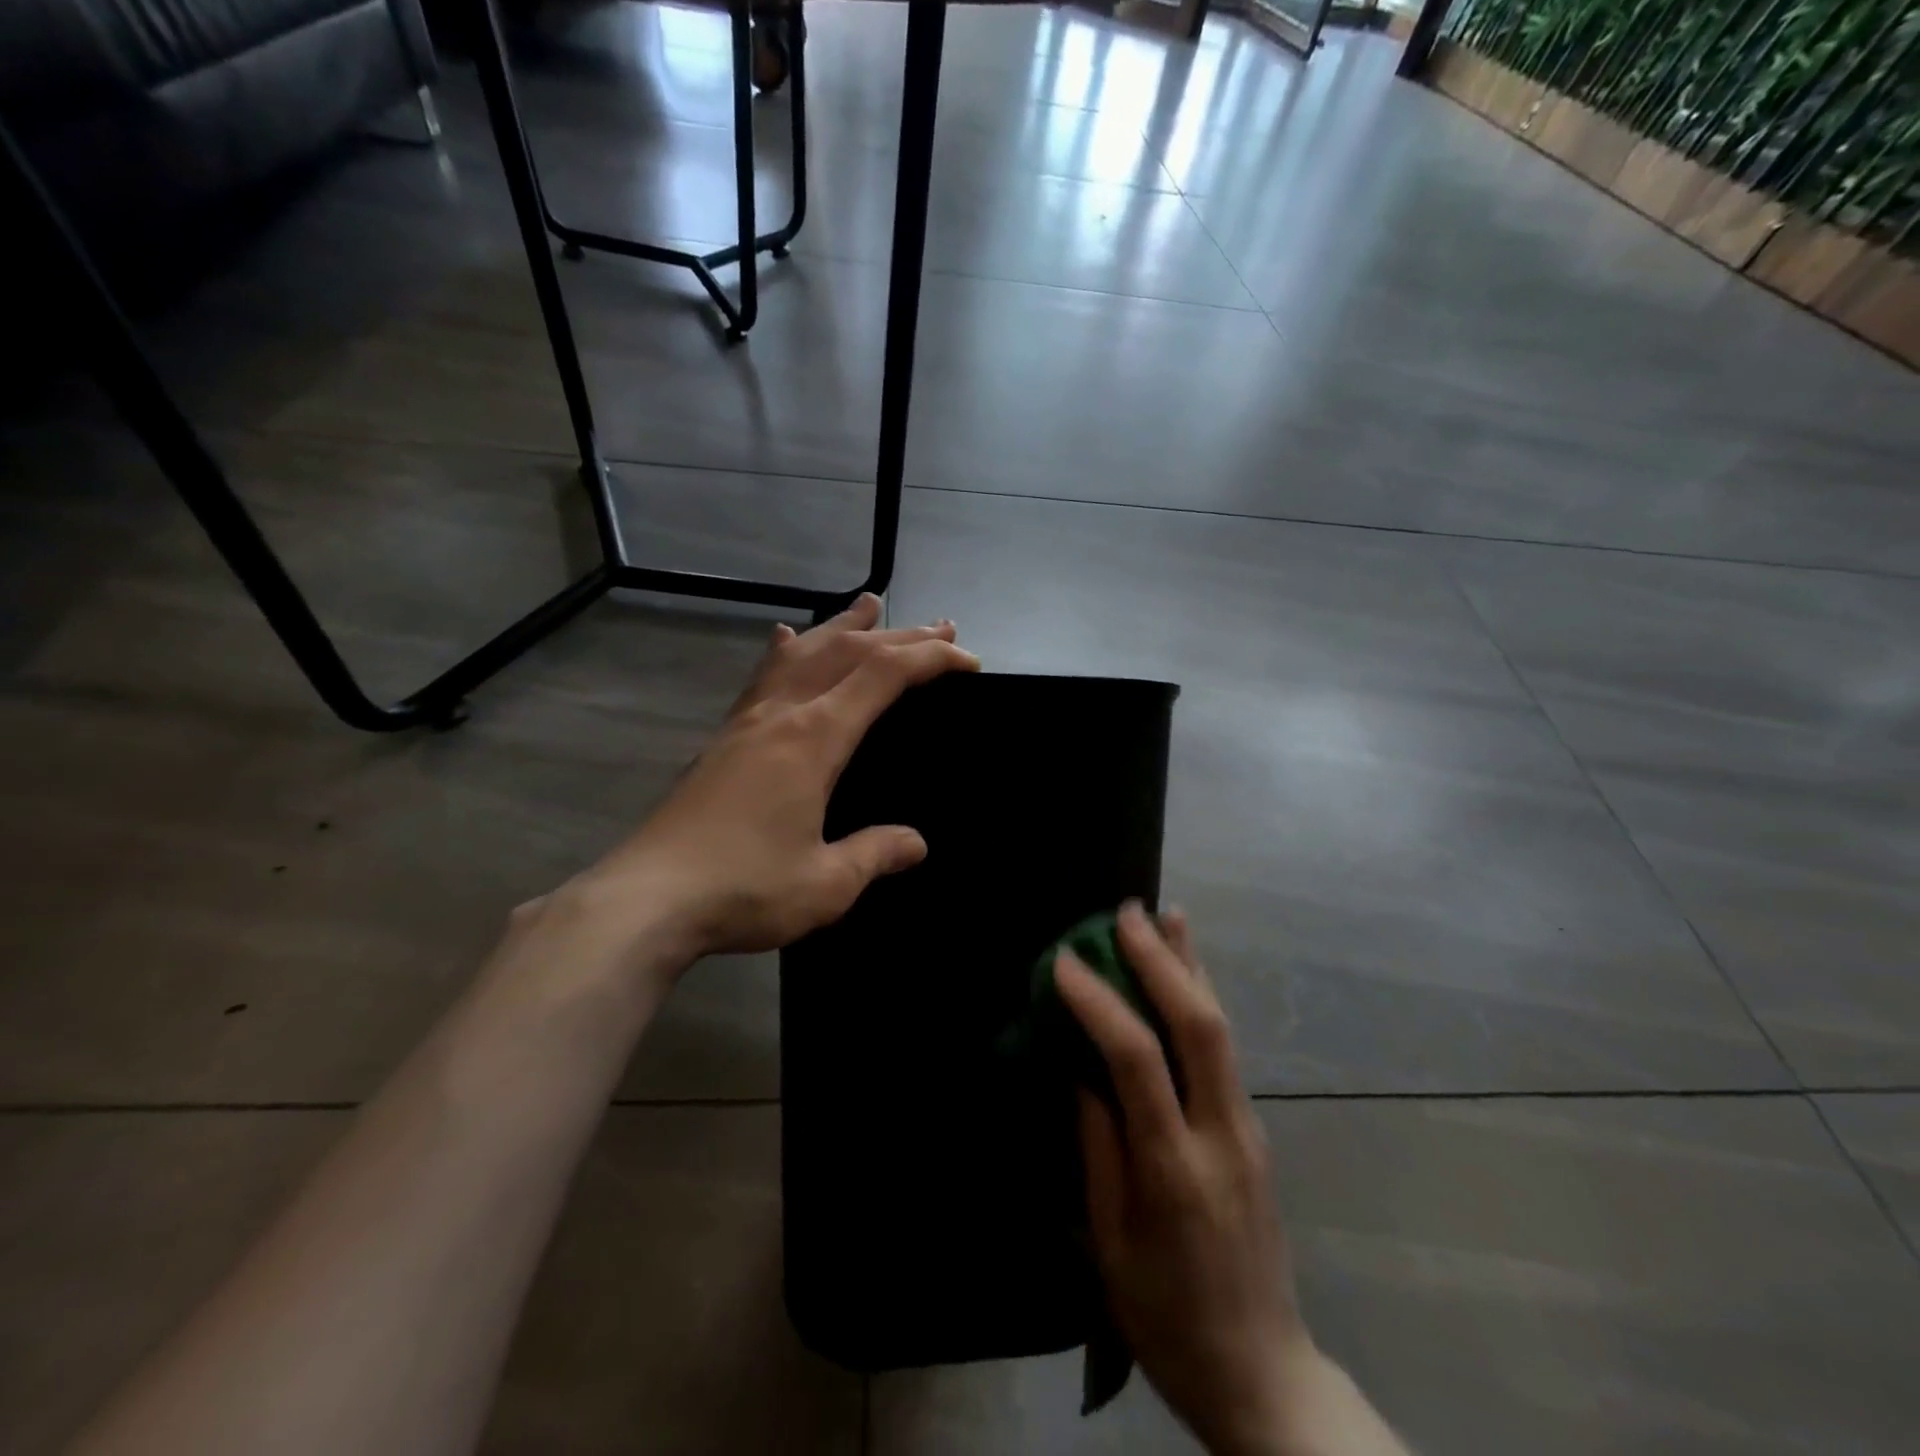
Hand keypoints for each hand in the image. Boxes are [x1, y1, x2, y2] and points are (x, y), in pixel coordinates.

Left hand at [564, 594, 977, 965]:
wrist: (646, 899)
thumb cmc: (744, 889)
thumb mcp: (826, 883)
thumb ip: (874, 854)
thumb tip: (915, 843)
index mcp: (815, 739)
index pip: (883, 677)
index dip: (930, 660)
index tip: (967, 660)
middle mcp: (782, 714)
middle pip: (848, 653)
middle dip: (900, 637)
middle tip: (940, 627)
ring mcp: (747, 722)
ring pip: (803, 653)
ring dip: (843, 627)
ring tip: (870, 605)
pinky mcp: (723, 739)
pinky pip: (763, 677)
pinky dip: (786, 651)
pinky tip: (785, 640)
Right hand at [1057, 903, 1311, 1455]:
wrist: (1264, 1373)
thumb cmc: (1165, 1315)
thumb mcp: (1110, 1240)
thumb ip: (1096, 1145)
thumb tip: (1080, 1067)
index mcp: (1174, 1170)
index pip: (1136, 1061)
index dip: (1099, 1003)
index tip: (1064, 963)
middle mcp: (1221, 1135)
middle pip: (1197, 1027)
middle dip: (1160, 962)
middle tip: (1123, 914)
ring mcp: (1247, 1128)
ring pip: (1221, 1028)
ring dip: (1190, 966)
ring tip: (1167, 915)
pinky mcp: (1254, 1128)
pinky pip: (1225, 1048)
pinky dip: (1203, 997)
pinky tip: (1191, 971)